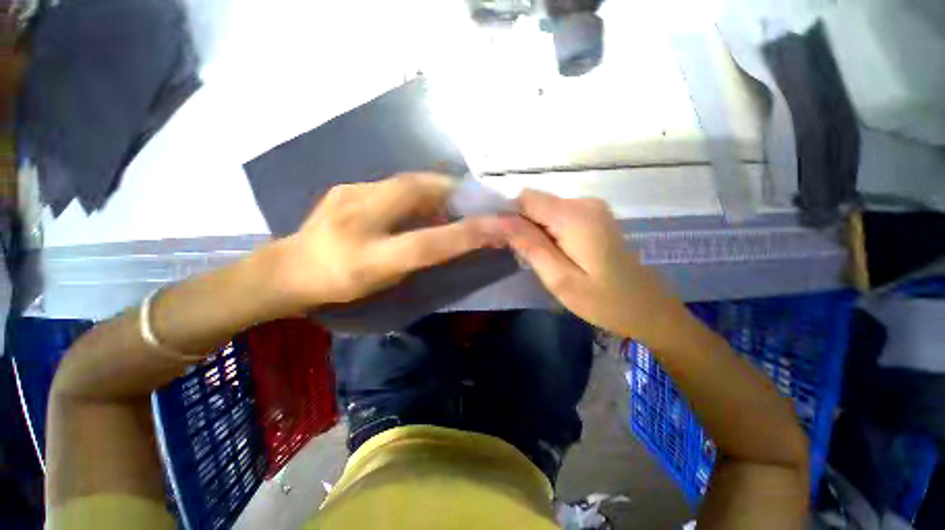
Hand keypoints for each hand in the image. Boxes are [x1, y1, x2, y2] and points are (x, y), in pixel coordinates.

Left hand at [275, 173, 505, 307]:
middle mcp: (357, 221)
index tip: (500, 225)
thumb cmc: (340, 288)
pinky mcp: (345, 186)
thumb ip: (421, 258)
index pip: (429, 243)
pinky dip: (415, 188)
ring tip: (452, 197)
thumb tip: (454, 236)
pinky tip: (419, 198)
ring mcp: (348, 195)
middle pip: (417, 191)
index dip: (467, 233)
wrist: (288, 270)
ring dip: (436, 186)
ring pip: (406, 181)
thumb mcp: (386, 282)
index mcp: (368, 259)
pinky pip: (392, 182)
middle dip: (453, 189)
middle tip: (474, 197)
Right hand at [500, 189, 683, 342]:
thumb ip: (530, 246)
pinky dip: (548, 231)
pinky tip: (555, 253)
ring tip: (541, 259)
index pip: (526, 198)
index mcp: (575, 216)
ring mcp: (592, 208)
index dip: (510, 217)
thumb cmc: (603, 301)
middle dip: (522, 225)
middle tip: (525, 257)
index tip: (507, 242)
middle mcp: (584, 202)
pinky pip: (558, 216)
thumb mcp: (560, 279)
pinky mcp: (594, 216)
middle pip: (536, 202)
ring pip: (545, 209)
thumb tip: (501, 220)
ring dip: (534, 230)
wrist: (647, 308)